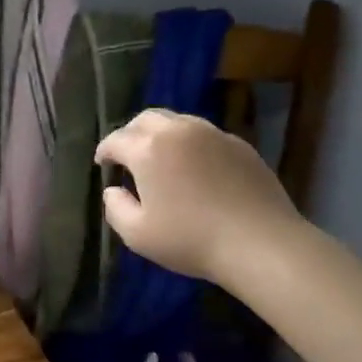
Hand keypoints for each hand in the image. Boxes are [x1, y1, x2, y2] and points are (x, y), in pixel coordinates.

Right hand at [94, 110, 303, 291]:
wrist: (260, 242)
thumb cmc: (191, 239)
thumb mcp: (137, 234)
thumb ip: (115, 208)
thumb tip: (113, 190)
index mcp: (148, 149)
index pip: (116, 139)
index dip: (104, 151)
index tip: (102, 164)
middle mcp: (178, 131)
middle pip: (145, 119)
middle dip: (131, 133)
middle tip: (128, 155)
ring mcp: (213, 134)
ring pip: (178, 121)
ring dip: (161, 134)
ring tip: (161, 158)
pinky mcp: (240, 145)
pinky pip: (205, 135)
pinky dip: (190, 144)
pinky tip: (195, 168)